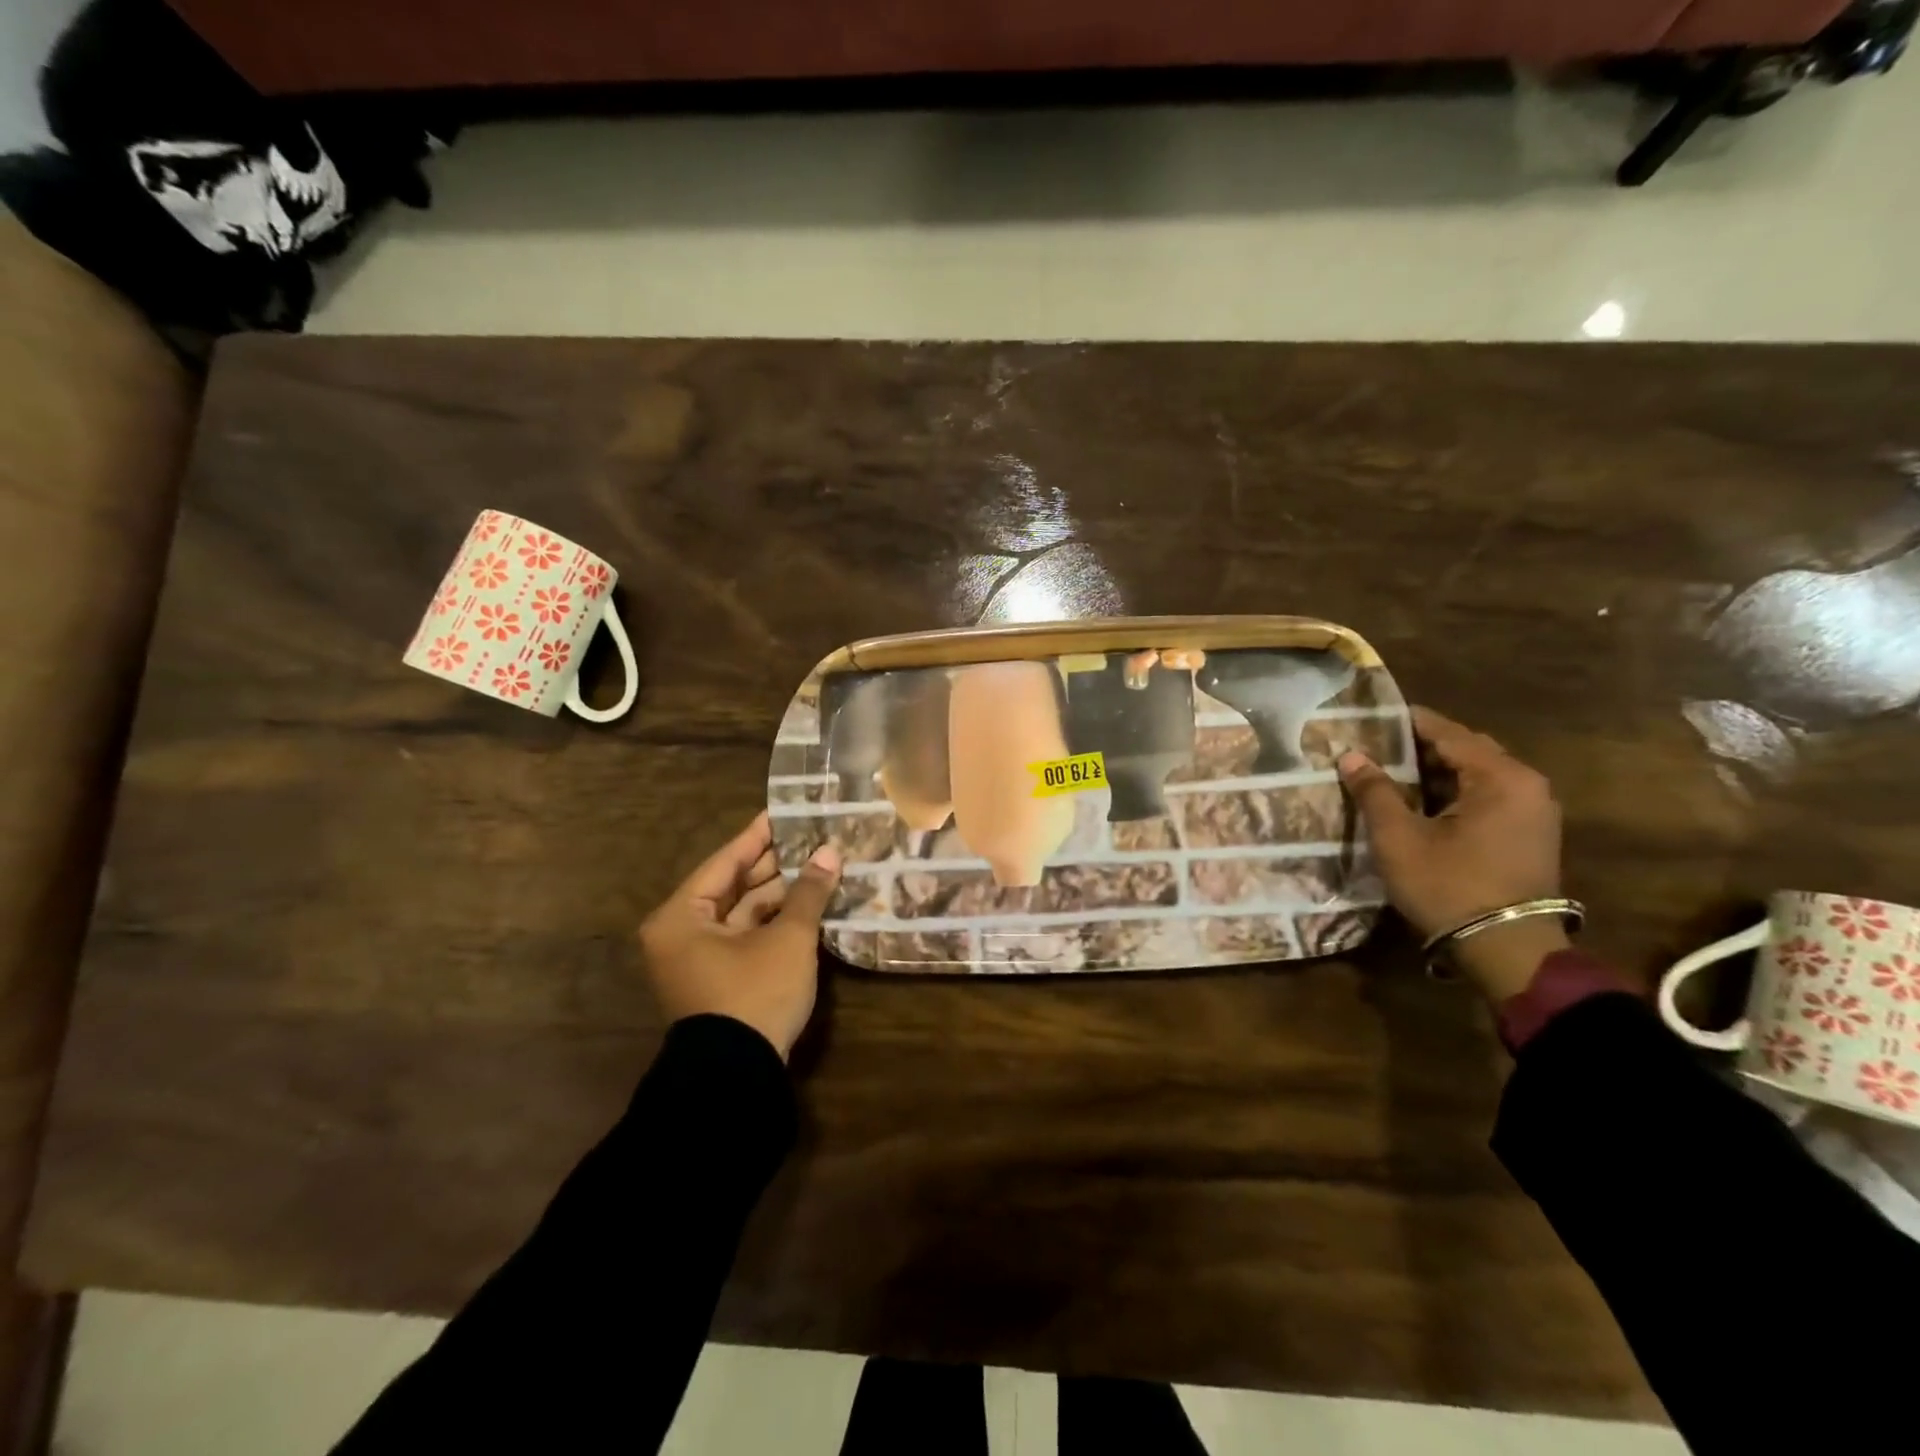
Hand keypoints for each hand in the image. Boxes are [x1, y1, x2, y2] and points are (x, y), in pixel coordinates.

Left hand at [638, 813, 841, 1059]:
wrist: (736, 1077)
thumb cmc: (753, 994)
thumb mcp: (787, 939)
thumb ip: (808, 892)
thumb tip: (831, 852)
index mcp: (681, 917)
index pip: (725, 862)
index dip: (757, 836)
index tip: (782, 812)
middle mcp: (682, 933)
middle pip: (732, 886)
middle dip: (773, 865)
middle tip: (808, 837)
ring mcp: (698, 960)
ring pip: (742, 913)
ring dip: (778, 894)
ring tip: (816, 866)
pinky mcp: (718, 980)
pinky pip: (745, 936)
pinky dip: (773, 921)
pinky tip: (807, 904)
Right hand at [1338, 707, 1567, 1000]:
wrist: (1506, 950)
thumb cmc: (1449, 885)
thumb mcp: (1399, 837)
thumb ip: (1375, 791)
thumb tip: (1350, 755)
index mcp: (1501, 777)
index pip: (1450, 734)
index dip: (1411, 722)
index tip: (1377, 713)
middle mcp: (1527, 785)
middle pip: (1470, 750)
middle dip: (1426, 745)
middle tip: (1381, 743)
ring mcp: (1535, 812)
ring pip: (1480, 775)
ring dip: (1441, 770)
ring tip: (1396, 770)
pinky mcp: (1532, 836)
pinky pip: (1491, 797)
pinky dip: (1458, 791)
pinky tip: (1426, 801)